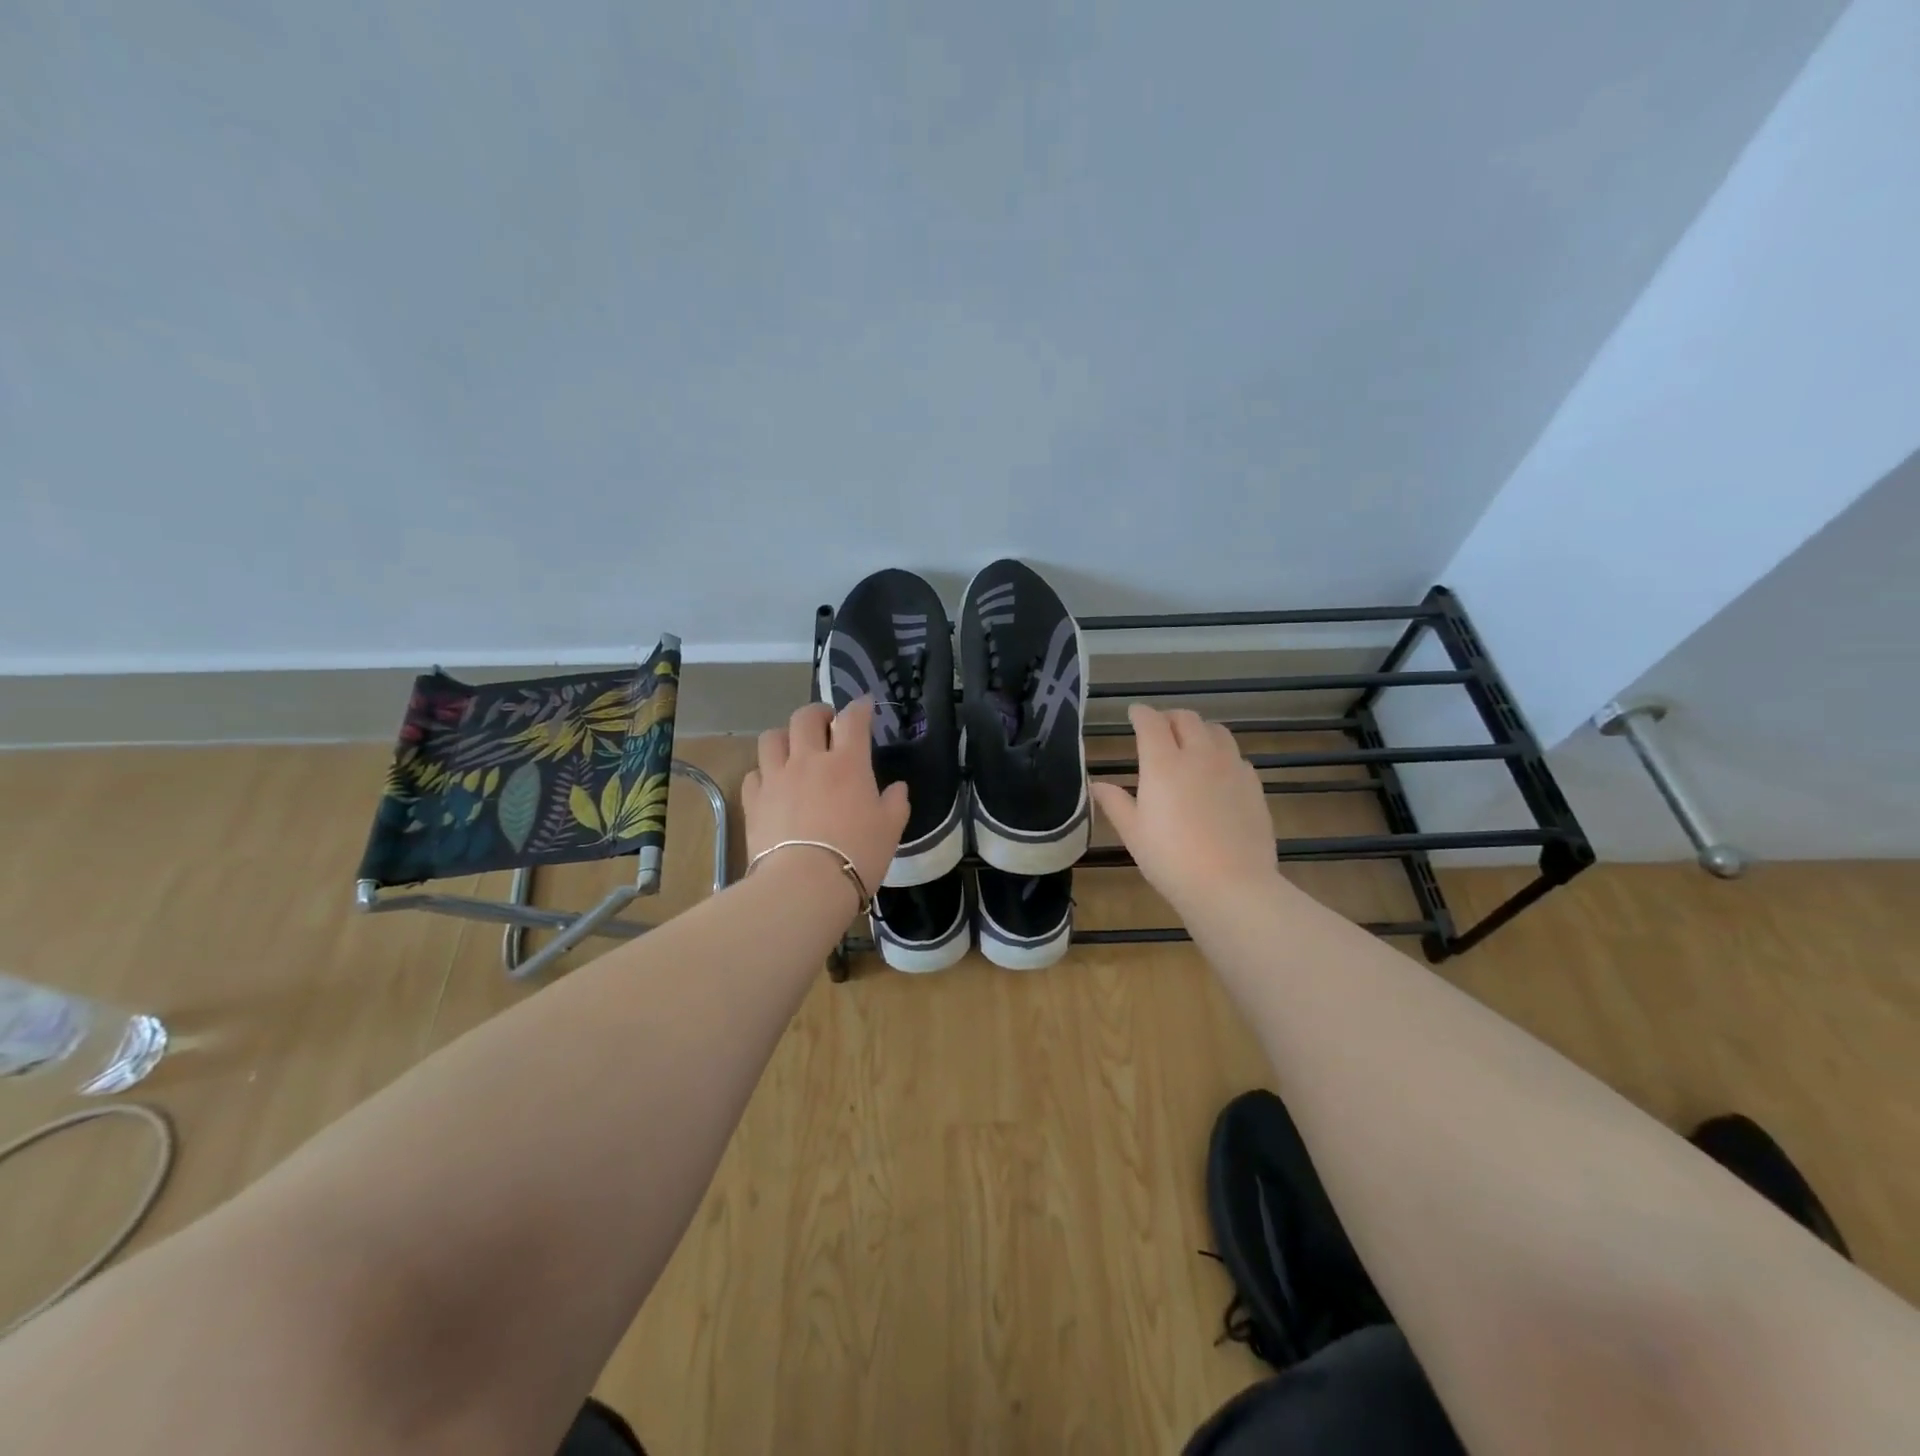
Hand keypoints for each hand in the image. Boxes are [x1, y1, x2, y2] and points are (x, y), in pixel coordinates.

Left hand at [742, 699, 910, 898]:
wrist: (805, 885)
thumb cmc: (858, 854)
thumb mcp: (890, 829)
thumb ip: (895, 803)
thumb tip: (897, 788)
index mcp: (848, 763)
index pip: (853, 719)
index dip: (860, 707)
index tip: (865, 705)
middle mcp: (809, 760)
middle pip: (805, 717)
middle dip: (818, 713)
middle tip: (826, 724)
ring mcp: (776, 778)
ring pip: (772, 737)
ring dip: (785, 736)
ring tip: (793, 749)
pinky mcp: (754, 801)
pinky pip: (754, 773)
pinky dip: (764, 773)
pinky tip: (772, 785)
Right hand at [1090, 705, 1278, 919]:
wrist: (1231, 885)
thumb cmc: (1171, 860)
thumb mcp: (1133, 833)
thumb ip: (1115, 803)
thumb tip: (1097, 785)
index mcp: (1163, 763)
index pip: (1150, 722)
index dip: (1140, 714)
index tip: (1133, 714)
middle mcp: (1199, 755)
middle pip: (1186, 718)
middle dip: (1169, 717)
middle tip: (1160, 729)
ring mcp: (1231, 768)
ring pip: (1217, 731)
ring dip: (1199, 730)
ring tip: (1191, 745)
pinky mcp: (1253, 785)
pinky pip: (1237, 756)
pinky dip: (1222, 754)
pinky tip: (1217, 774)